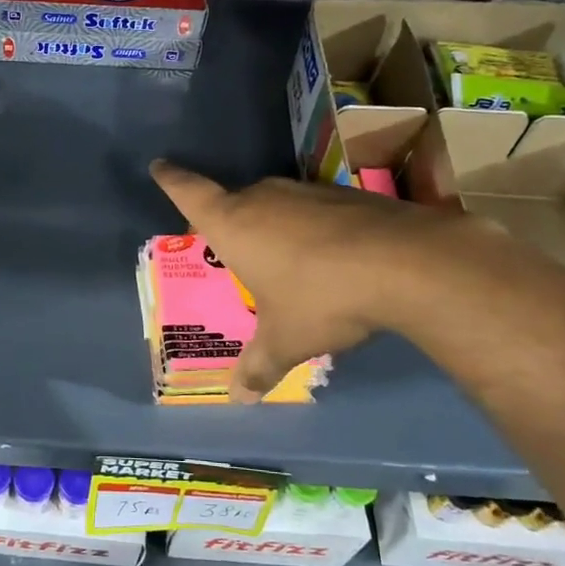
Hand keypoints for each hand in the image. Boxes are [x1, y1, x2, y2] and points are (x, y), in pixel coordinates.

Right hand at [149, 160, 475, 401]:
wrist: (405, 263)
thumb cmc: (321, 298)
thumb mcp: (285, 340)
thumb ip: (258, 366)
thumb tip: (238, 401)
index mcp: (233, 223)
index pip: (188, 192)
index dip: (171, 179)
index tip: (159, 165)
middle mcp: (262, 197)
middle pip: (234, 201)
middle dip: (228, 220)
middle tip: (231, 248)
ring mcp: (305, 191)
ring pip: (275, 204)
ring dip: (272, 225)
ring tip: (284, 260)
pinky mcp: (344, 194)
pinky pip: (312, 209)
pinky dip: (311, 227)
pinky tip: (330, 256)